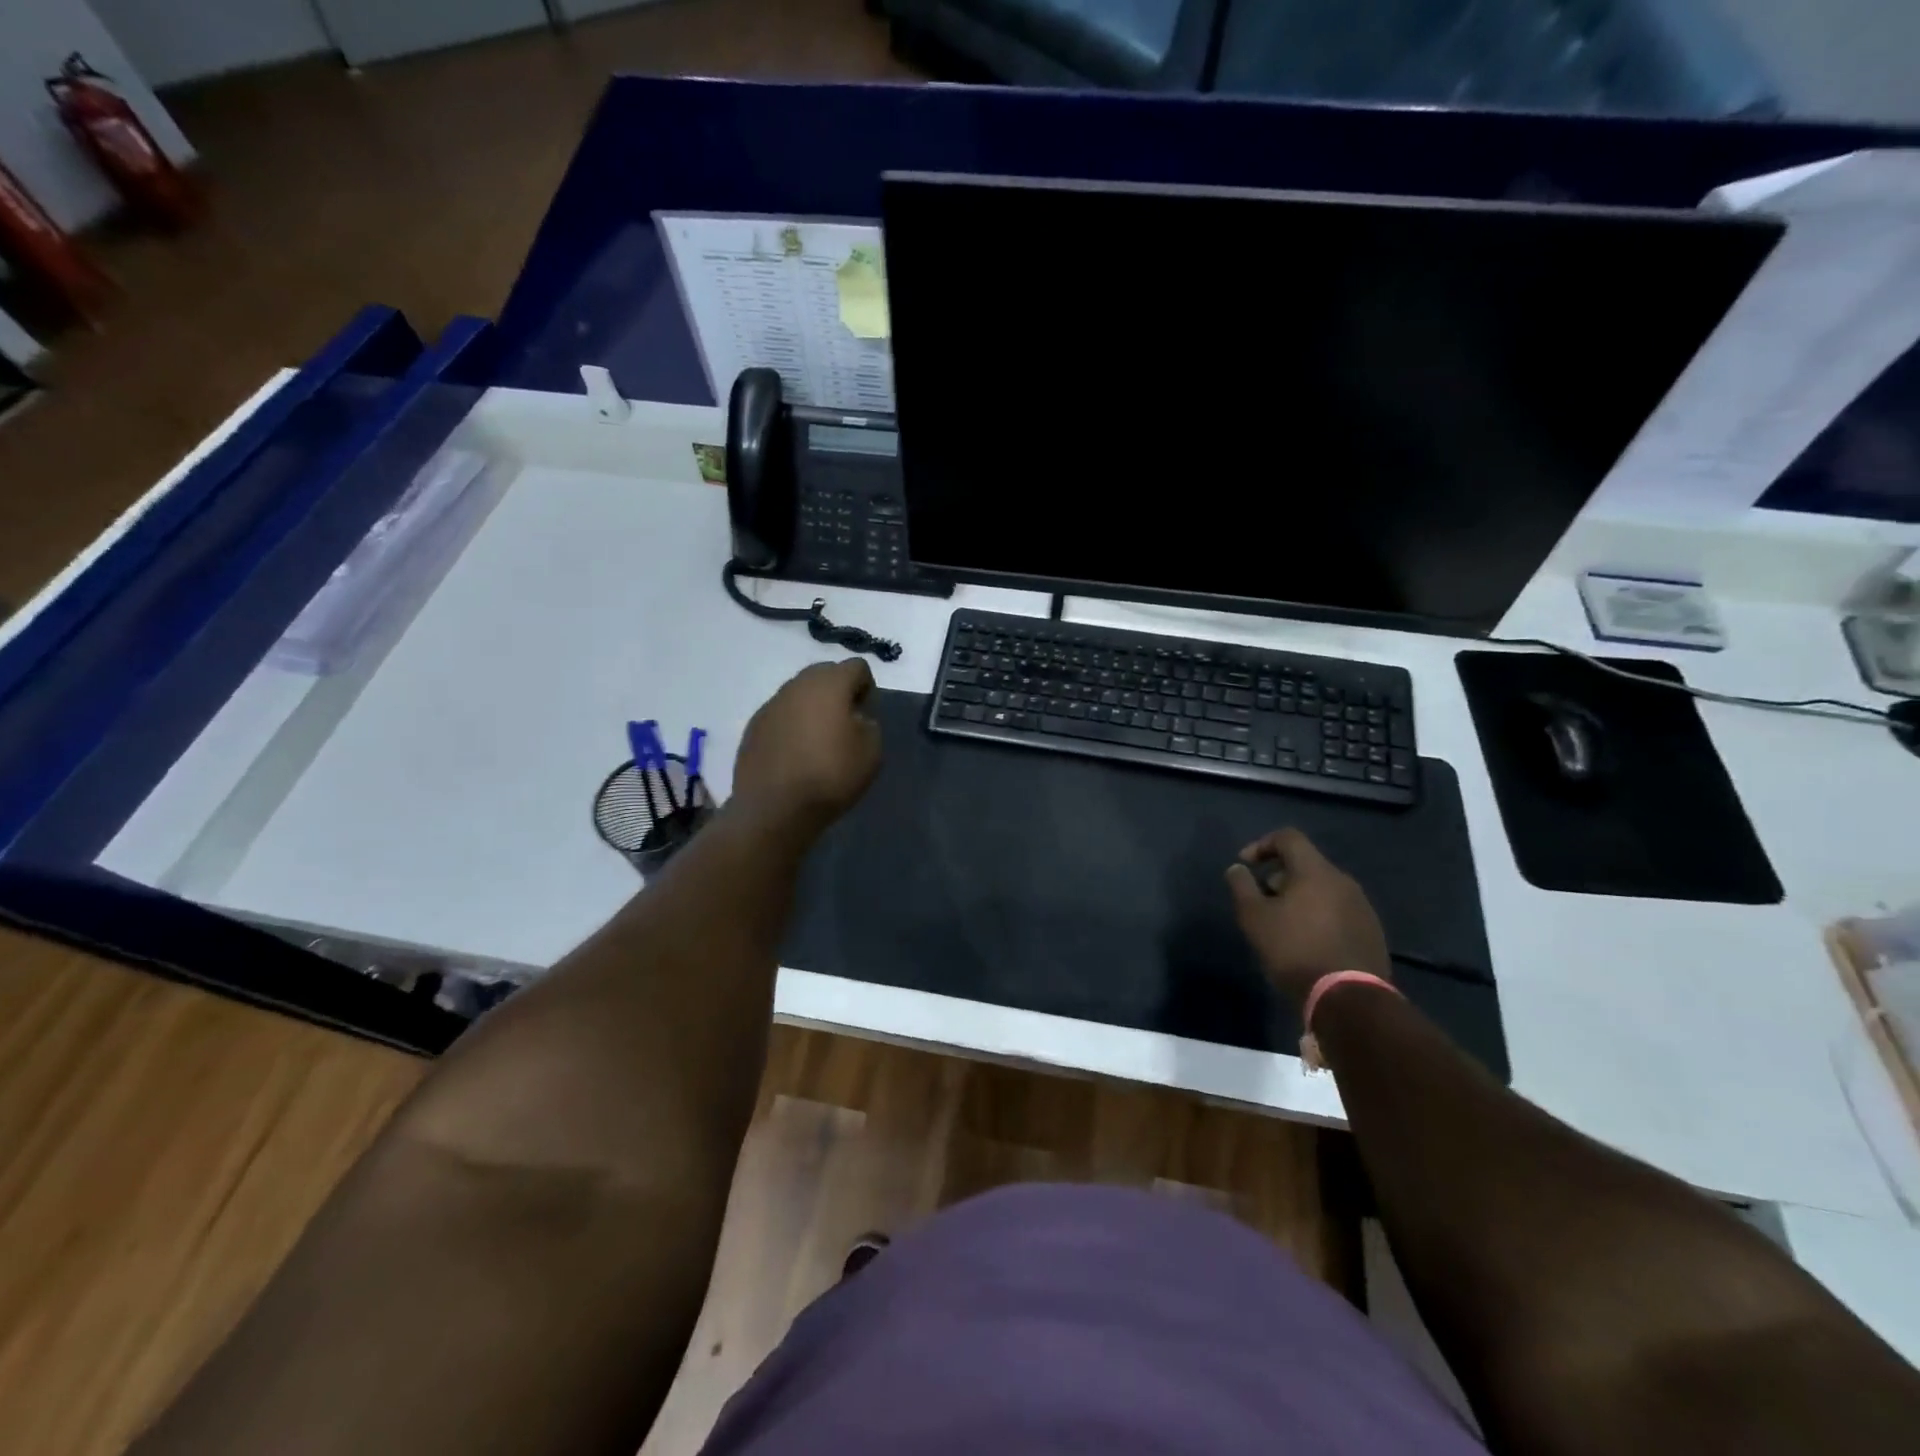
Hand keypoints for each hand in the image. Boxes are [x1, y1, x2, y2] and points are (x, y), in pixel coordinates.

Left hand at [732, 659, 882, 833]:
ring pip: (799, 693)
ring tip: (819, 740)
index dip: (867, 688)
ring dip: (813, 707)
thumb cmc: (830, 776)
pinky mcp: (753, 726)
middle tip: (845, 724)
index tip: (867, 715)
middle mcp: (796, 685)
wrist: (775, 809)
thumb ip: (870, 724)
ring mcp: (770, 704)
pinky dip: (792, 724)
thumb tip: (856, 718)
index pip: (856, 666)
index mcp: (829, 684)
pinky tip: (796, 753)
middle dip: (839, 692)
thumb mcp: (872, 752)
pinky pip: (781, 714)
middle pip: (825, 673)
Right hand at [1225, 828, 1389, 1007]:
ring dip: (1299, 897)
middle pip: (1306, 864)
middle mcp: (1343, 881)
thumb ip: (1242, 886)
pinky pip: (1338, 910)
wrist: (1348, 998)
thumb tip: (1237, 868)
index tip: (1245, 866)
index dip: (1262, 845)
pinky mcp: (1371, 931)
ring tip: (1282, 924)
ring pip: (1323, 888)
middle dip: (1278, 876)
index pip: (1288, 837)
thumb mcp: (1254, 918)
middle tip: (1261, 901)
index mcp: (1315, 871)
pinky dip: (1318, 914)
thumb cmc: (1294, 950)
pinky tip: (1307, 941)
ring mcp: (1362, 906)